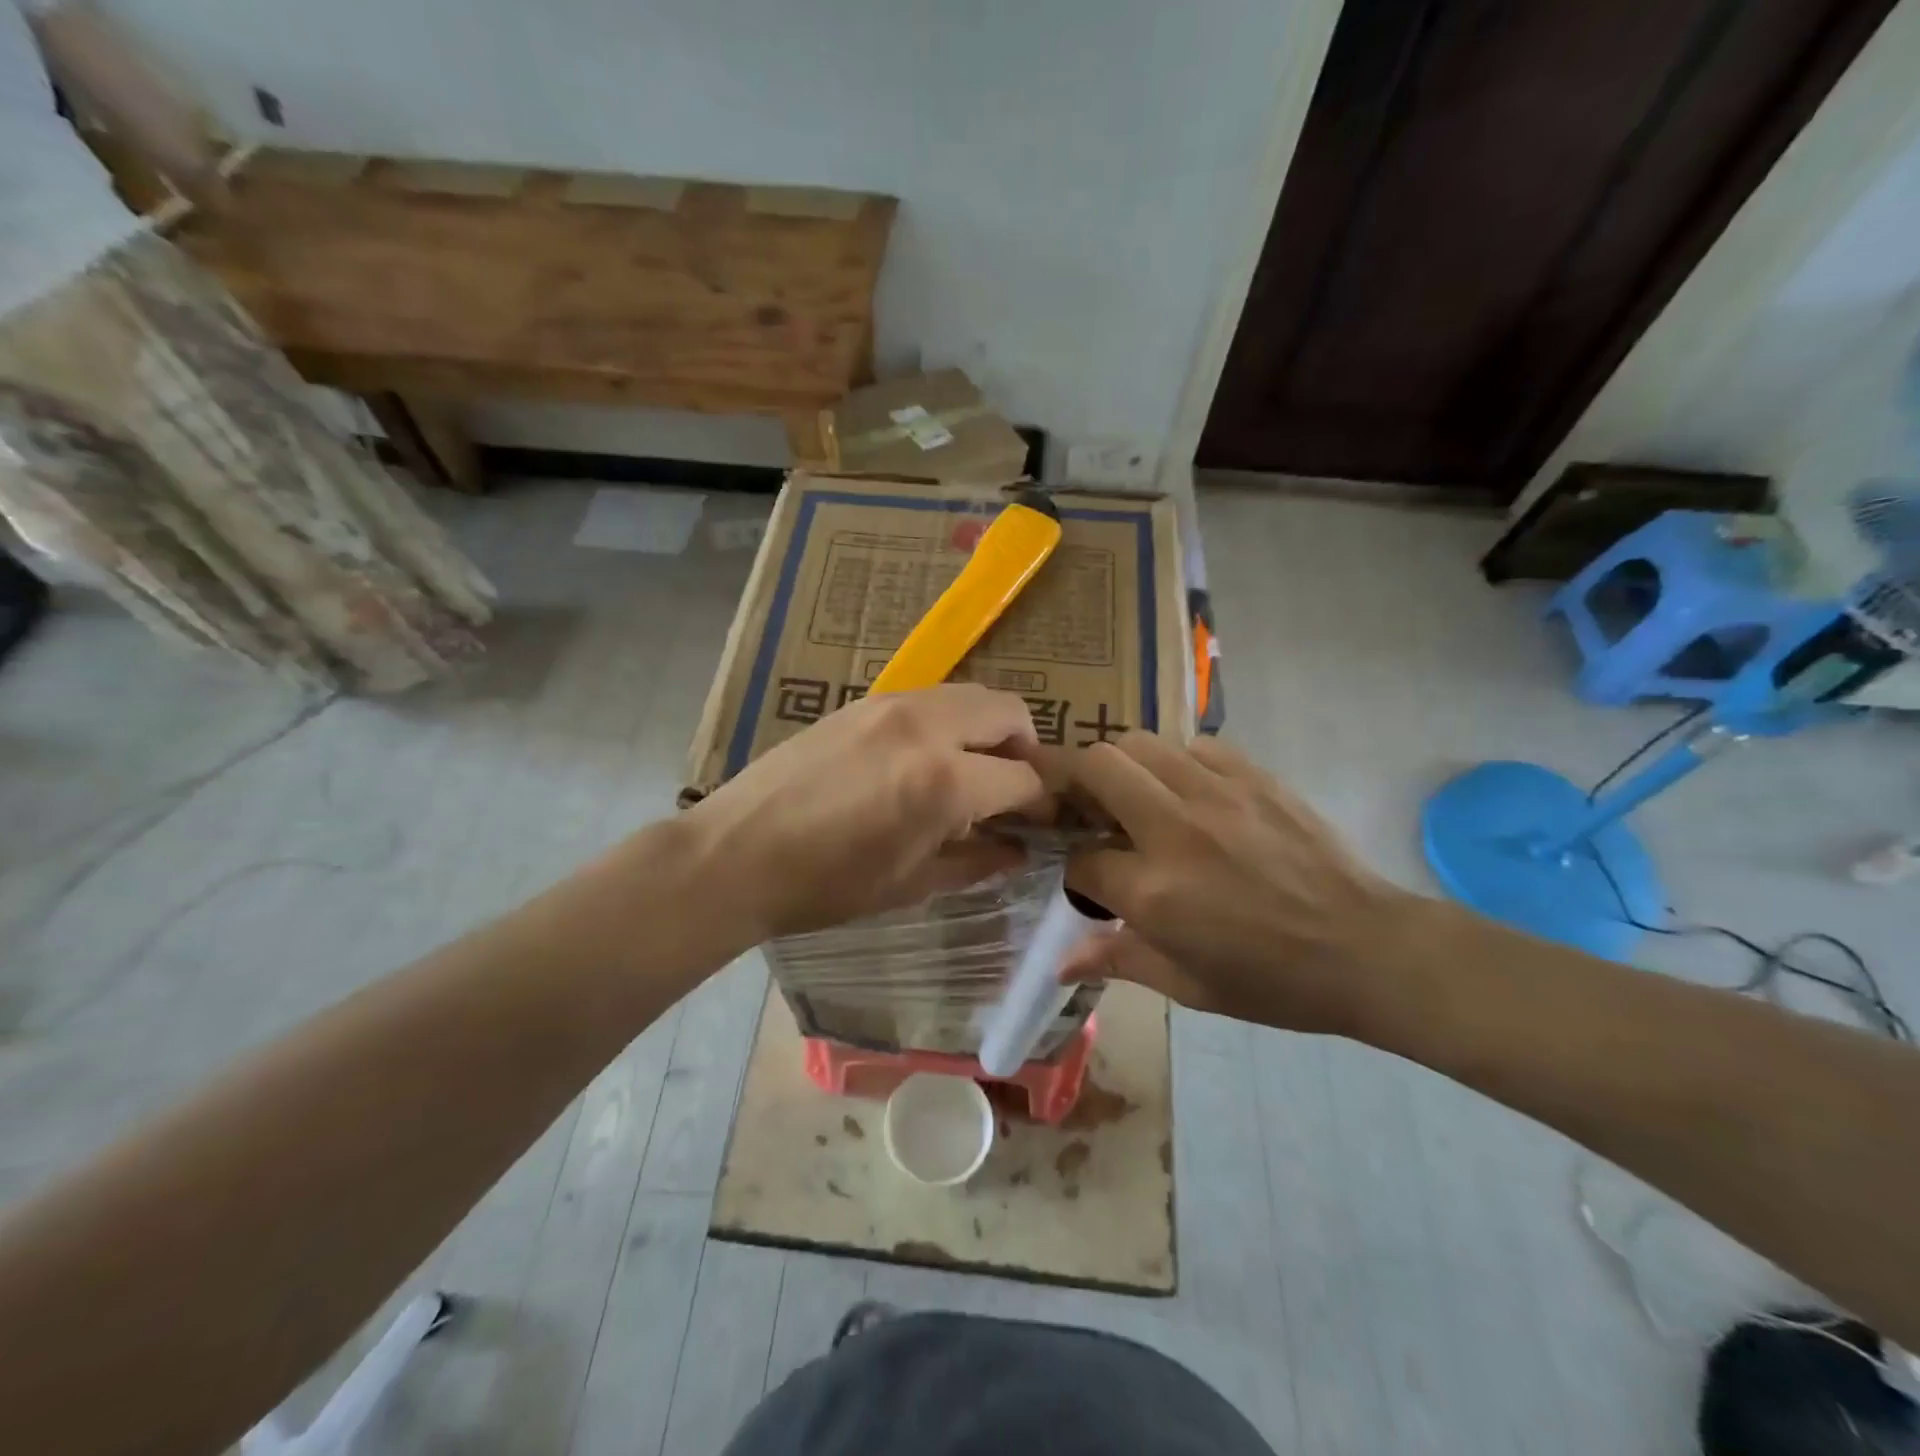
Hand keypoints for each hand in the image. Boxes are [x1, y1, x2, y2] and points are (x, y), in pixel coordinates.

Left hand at [684, 684, 1049, 939]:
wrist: (737, 853)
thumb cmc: (826, 885)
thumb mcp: (912, 884)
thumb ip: (978, 861)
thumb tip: (1020, 850)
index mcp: (944, 781)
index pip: (1025, 777)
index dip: (1044, 803)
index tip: (1044, 822)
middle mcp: (927, 726)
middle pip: (1009, 712)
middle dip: (1027, 750)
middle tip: (1012, 790)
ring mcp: (892, 704)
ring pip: (972, 695)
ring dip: (988, 729)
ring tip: (972, 772)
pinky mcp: (864, 700)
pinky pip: (931, 698)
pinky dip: (950, 721)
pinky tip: (925, 760)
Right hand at [1062, 733, 1418, 1033]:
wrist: (1367, 949)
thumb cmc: (1273, 981)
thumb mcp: (1189, 987)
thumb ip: (1118, 960)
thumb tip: (1061, 965)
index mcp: (1153, 892)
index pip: (1080, 859)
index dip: (1076, 871)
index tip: (1092, 881)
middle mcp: (1173, 829)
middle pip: (1095, 767)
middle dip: (1076, 784)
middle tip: (1088, 809)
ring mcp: (1216, 793)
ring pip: (1138, 742)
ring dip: (1122, 767)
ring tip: (1136, 796)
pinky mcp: (1253, 776)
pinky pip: (1194, 745)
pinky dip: (1179, 763)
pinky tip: (1192, 792)